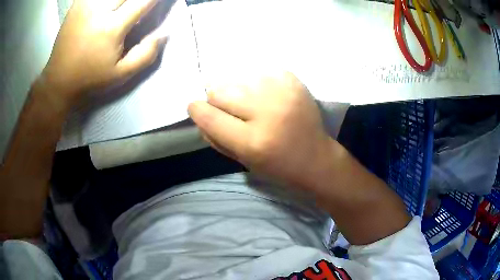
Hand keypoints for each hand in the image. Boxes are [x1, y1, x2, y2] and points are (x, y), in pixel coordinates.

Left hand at [41, 0, 165, 107]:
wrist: (59, 80)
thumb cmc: (90, 78)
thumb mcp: (121, 75)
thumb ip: (146, 55)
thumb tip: (164, 34)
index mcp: (112, 27)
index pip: (143, 1)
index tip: (159, 1)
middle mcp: (99, 10)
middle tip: (140, 4)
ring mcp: (86, 5)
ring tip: (126, 5)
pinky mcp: (77, 5)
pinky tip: (109, 4)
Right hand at [188, 72, 333, 189]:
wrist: (316, 158)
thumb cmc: (277, 166)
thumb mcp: (241, 160)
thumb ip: (216, 137)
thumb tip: (199, 111)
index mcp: (253, 141)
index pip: (210, 116)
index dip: (197, 110)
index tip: (196, 108)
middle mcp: (268, 113)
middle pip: (220, 91)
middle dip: (218, 101)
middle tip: (231, 111)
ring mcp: (283, 93)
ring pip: (238, 79)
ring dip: (238, 92)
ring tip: (252, 104)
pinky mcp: (293, 81)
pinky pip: (259, 73)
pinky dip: (257, 84)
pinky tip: (268, 97)